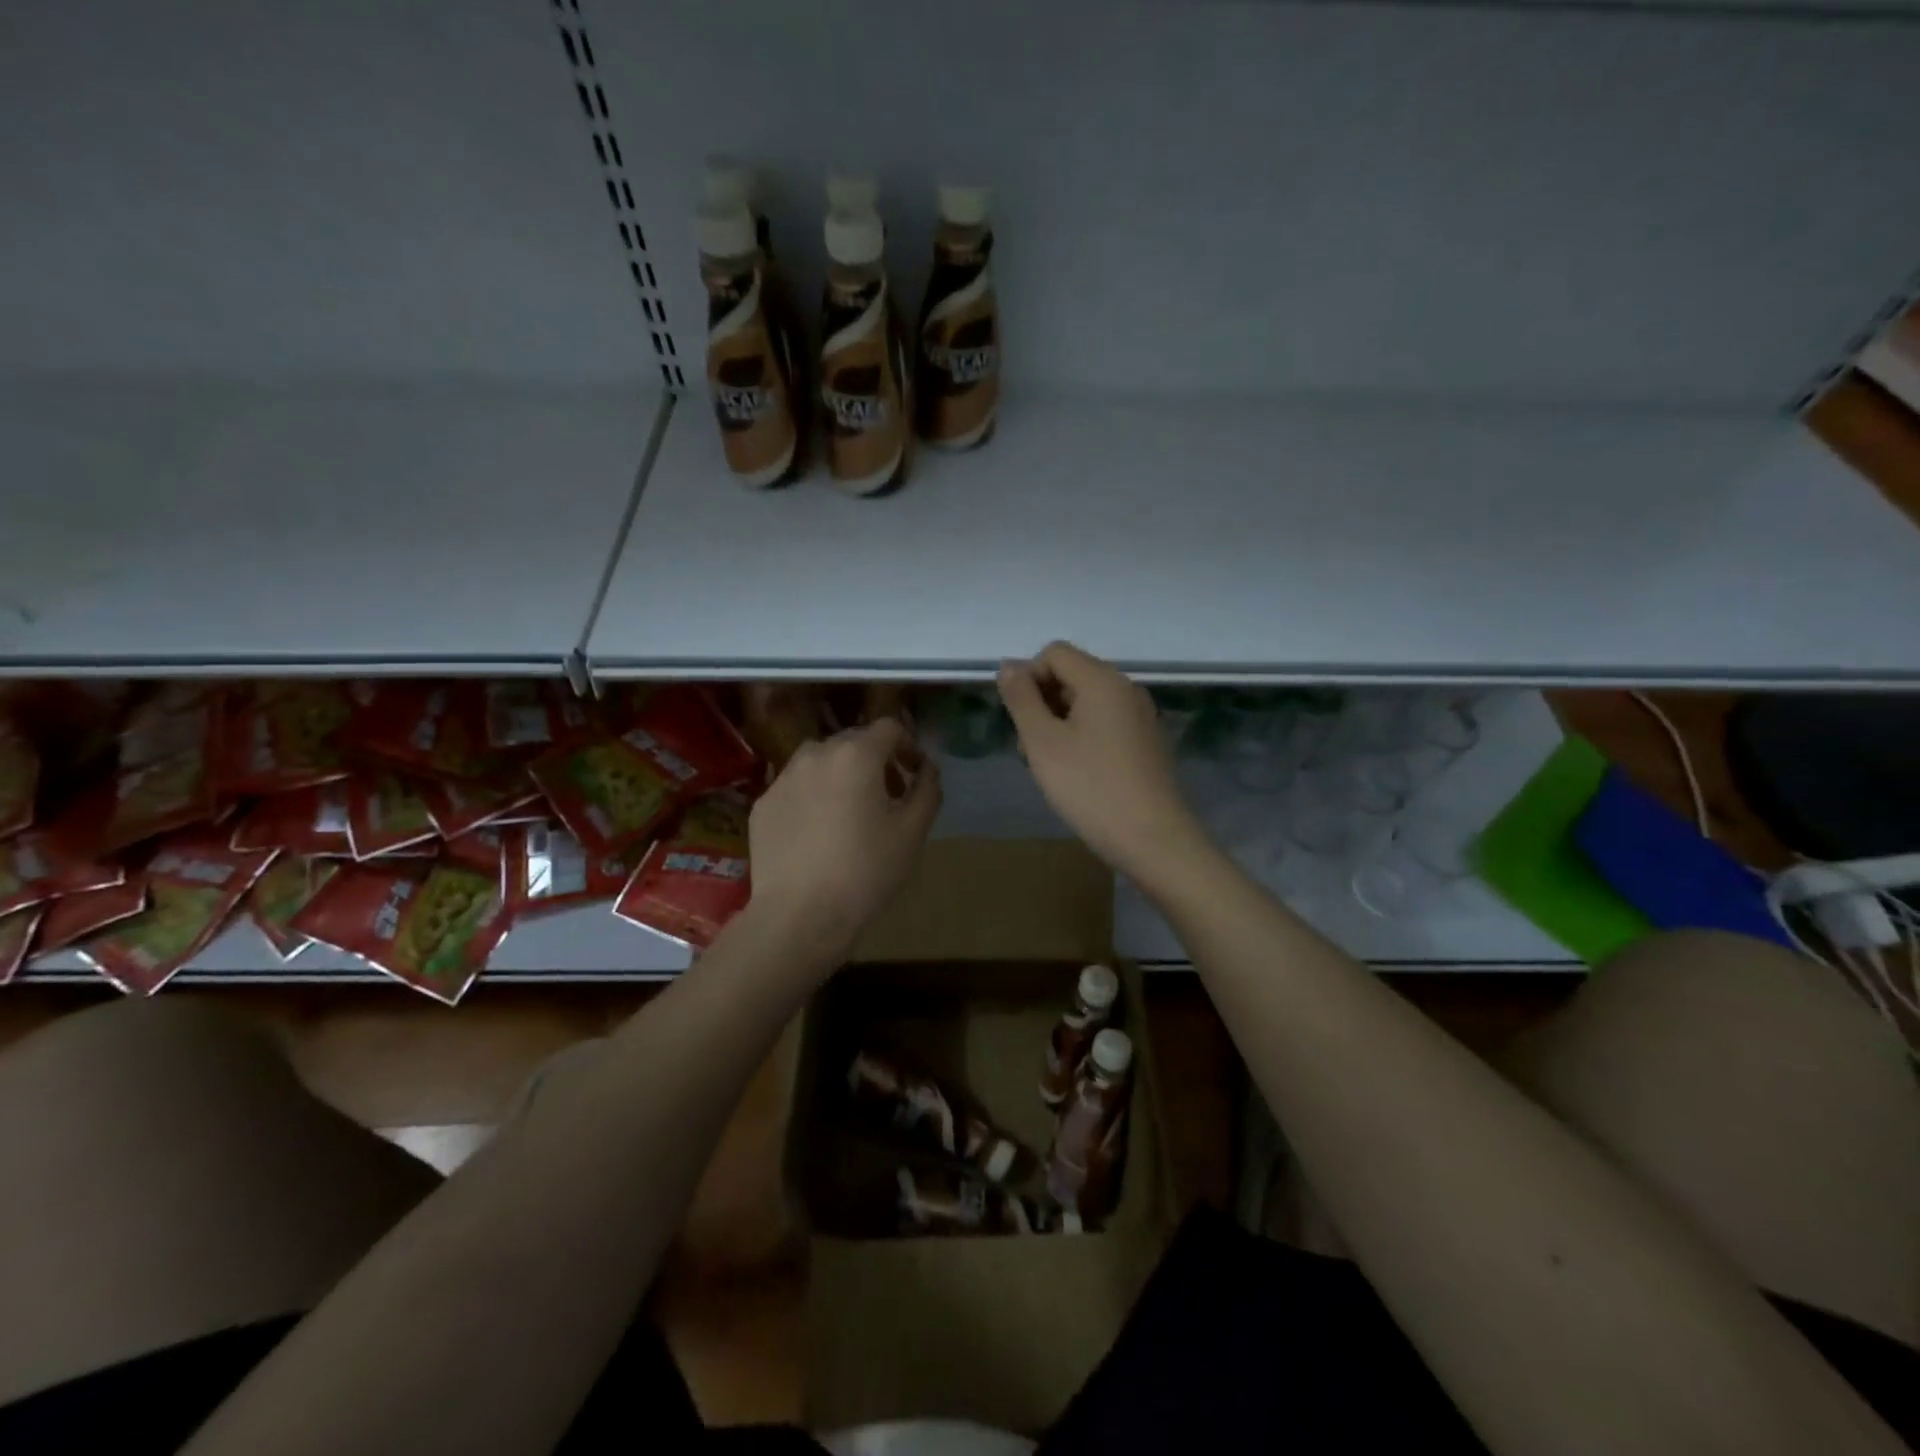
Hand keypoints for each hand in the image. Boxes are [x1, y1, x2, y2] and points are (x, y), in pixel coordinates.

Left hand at [747, 719, 941, 959]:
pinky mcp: (763, 804)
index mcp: (856, 754)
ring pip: (821, 762)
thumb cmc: (866, 870)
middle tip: (889, 796)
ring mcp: (783, 778)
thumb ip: (927, 789)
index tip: (914, 774)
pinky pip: (796, 787)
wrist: (799, 914)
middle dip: (876, 760)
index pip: (889, 728)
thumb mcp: (913, 831)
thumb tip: (927, 769)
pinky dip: (813, 796)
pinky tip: (819, 833)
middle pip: (854, 742)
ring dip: (842, 775)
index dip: (908, 746)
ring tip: (851, 812)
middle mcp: (815, 754)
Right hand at [998, 642, 1206, 887]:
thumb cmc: (1090, 788)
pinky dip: (1083, 737)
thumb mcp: (1043, 743)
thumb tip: (1009, 665)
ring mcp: (1141, 715)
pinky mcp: (1147, 741)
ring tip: (1050, 766)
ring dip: (1059, 723)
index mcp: (1103, 680)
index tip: (1020, 720)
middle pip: (1071, 675)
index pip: (1054, 653)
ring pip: (1086, 702)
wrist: (1152, 838)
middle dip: (1042, 703)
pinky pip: (1105, 723)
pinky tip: (1077, 774)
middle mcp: (1126, 688)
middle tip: (1031, 749)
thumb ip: (1021, 699)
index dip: (1028, 678)